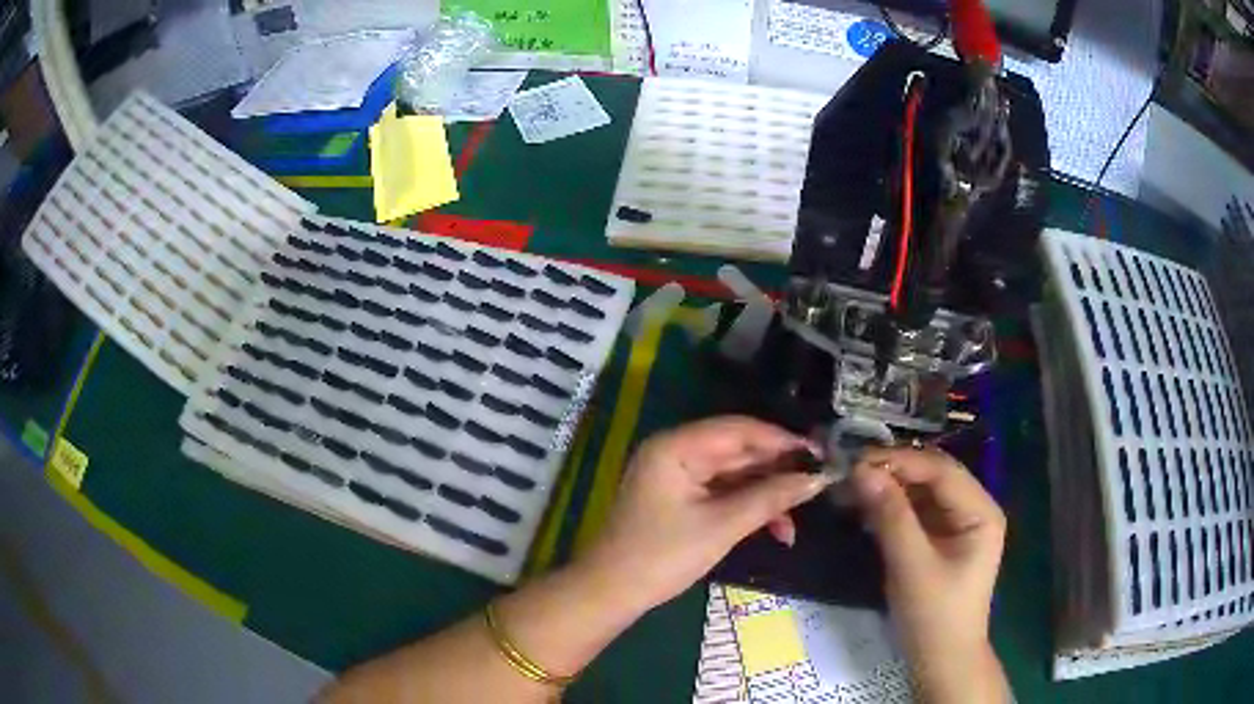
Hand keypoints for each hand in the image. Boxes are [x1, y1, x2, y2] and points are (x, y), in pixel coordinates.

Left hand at [578, 416, 832, 614]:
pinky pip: (722, 493)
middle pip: (738, 451)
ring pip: (734, 475)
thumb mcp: (721, 527)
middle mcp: (676, 452)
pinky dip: (747, 507)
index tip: (821, 453)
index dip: (782, 440)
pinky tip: (776, 528)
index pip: (739, 429)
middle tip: (818, 482)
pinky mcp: (679, 498)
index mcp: (676, 446)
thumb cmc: (662, 556)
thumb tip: (817, 479)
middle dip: (778, 470)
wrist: (611, 592)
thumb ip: (770, 498)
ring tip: (797, 516)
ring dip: (766, 494)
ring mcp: (677, 476)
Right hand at [850, 447, 1007, 702]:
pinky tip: (864, 508)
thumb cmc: (934, 617)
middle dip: (893, 472)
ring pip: (921, 492)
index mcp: (980, 511)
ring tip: (850, 488)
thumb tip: (860, 471)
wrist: (942, 662)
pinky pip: (915, 512)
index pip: (940, 470)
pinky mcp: (940, 540)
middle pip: (932, 476)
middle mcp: (973, 509)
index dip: (900, 461)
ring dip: (888, 488)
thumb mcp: (912, 566)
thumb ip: (890, 516)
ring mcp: (957, 524)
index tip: (856, 461)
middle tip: (849, 472)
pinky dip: (890, 508)